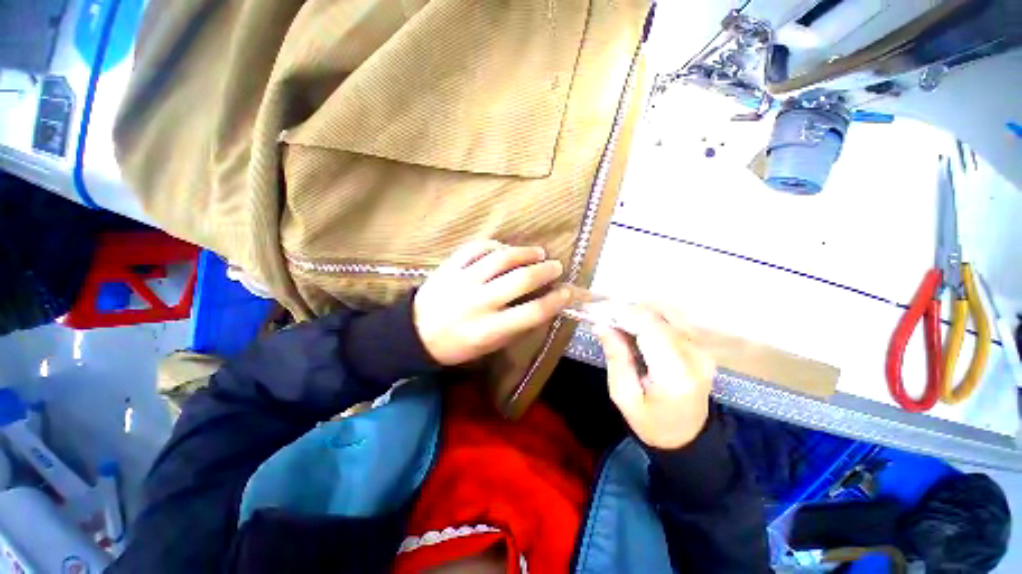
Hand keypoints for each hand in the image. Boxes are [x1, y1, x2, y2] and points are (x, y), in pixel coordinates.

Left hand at [414, 241, 571, 365]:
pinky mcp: (449, 267)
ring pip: (501, 258)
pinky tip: (504, 250)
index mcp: (490, 329)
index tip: (568, 291)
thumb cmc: (458, 345)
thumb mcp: (490, 346)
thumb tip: (542, 303)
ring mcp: (462, 281)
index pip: (533, 312)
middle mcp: (478, 303)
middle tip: (555, 266)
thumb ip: (516, 325)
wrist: (416, 335)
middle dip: (545, 270)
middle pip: (521, 279)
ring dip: (524, 253)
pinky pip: (476, 248)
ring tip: (537, 253)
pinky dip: (494, 246)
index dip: (556, 300)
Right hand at [597, 305, 715, 449]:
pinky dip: (650, 316)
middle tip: (602, 316)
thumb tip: (601, 324)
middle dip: (626, 311)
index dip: (622, 314)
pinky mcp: (701, 346)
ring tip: (617, 320)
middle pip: (658, 315)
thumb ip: (616, 358)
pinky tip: (634, 325)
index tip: (597, 312)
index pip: (650, 328)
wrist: (687, 436)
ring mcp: (702, 349)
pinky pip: (673, 319)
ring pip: (666, 312)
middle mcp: (695, 356)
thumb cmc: (651, 422)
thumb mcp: (624, 396)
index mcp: (675, 375)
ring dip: (637, 311)